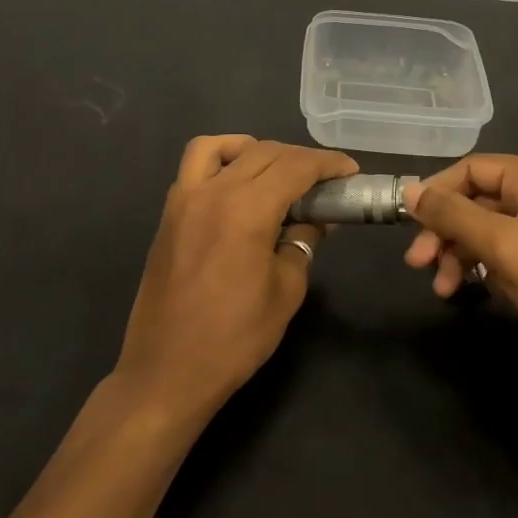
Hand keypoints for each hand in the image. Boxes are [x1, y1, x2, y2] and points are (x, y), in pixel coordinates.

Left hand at [116, 136, 357, 420]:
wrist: (167, 371)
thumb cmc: (235, 338)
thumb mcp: (286, 290)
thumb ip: (303, 242)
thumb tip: (316, 218)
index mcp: (246, 210)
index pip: (295, 167)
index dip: (328, 164)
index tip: (350, 172)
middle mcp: (212, 192)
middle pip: (263, 152)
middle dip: (300, 158)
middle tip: (325, 180)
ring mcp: (183, 200)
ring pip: (219, 146)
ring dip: (254, 149)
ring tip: (276, 172)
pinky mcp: (168, 215)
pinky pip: (194, 168)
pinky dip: (220, 161)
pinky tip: (238, 187)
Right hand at [403, 155, 517, 367]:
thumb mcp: (502, 244)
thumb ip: (452, 214)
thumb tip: (408, 191)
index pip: (470, 169)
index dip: (435, 193)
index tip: (407, 224)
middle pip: (474, 198)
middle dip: (444, 230)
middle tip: (417, 263)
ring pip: (483, 227)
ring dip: (457, 253)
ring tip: (441, 288)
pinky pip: (500, 248)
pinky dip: (478, 265)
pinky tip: (465, 290)